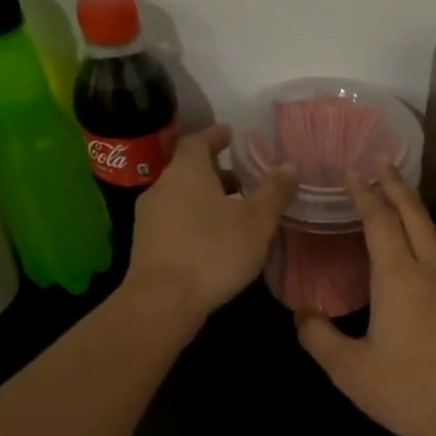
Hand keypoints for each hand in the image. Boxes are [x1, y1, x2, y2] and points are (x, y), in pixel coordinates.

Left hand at [126, 125, 293, 322]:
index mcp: (187, 172)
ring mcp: (149, 217)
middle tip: (243, 178)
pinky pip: (174, 221)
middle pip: (189, 170)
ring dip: (205, 199)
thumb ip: (273, 191)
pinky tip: (214, 239)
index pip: (197, 141)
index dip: (215, 136)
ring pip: (181, 197)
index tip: (231, 134)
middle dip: (216, 172)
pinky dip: (194, 220)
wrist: (163, 301)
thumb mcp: (256, 222)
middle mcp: (162, 187)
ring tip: (234, 211)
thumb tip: (290, 164)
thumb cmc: (213, 252)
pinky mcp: (146, 245)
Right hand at [296, 167, 435, 435]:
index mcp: (399, 278)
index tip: (352, 172)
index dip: (365, 194)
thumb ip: (319, 337)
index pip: (380, 222)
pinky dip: (428, 235)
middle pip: (414, 216)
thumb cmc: (406, 391)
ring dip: (415, 208)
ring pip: (434, 234)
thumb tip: (302, 314)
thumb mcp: (349, 370)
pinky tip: (422, 246)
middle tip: (381, 163)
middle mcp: (429, 272)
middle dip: (396, 186)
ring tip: (401, 195)